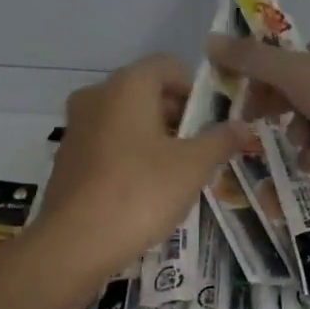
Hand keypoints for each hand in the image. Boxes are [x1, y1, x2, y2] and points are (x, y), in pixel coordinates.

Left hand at [38, 54, 255, 281]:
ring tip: (175, 173)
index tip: (211, 122)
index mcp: (127, 85)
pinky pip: (106, 144)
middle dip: (175, 115)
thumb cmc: (140, 192)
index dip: (194, 89)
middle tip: (199, 150)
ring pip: (124, 119)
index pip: (167, 66)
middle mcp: (96, 96)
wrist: (74, 243)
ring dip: (152, 137)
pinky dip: (127, 155)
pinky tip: (142, 190)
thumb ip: (219, 140)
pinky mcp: (66, 158)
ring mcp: (76, 127)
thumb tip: (243, 125)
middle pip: (145, 91)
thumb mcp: (192, 167)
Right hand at [205, 28, 309, 214]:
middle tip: (257, 122)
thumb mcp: (297, 75)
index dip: (265, 76)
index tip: (244, 97)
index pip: (293, 55)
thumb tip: (209, 40)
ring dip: (300, 134)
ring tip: (305, 146)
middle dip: (282, 108)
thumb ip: (252, 59)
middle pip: (300, 87)